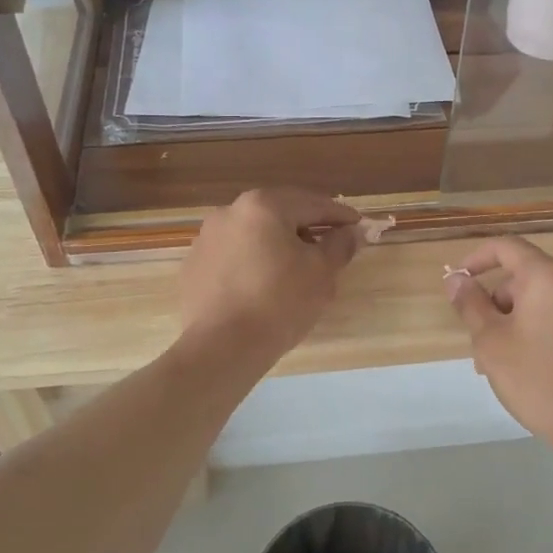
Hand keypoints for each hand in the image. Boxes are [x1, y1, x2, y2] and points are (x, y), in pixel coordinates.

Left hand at [179, 190, 361, 361]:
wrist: (220, 348)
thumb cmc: (279, 303)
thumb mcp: (321, 273)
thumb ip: (340, 245)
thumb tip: (351, 232)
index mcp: (263, 205)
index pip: (313, 204)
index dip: (340, 216)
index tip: (358, 226)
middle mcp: (230, 212)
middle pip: (281, 214)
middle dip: (308, 227)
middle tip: (331, 244)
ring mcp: (207, 239)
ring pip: (255, 234)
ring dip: (279, 244)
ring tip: (299, 268)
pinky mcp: (194, 266)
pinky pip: (235, 255)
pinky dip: (254, 261)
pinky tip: (265, 285)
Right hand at [445, 237, 552, 447]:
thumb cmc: (537, 380)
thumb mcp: (491, 342)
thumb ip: (470, 303)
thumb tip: (456, 278)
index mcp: (549, 276)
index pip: (507, 247)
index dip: (478, 258)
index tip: (460, 281)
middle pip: (527, 278)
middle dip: (499, 304)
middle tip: (481, 344)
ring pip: (547, 300)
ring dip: (521, 320)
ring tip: (506, 362)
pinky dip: (547, 329)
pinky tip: (538, 366)